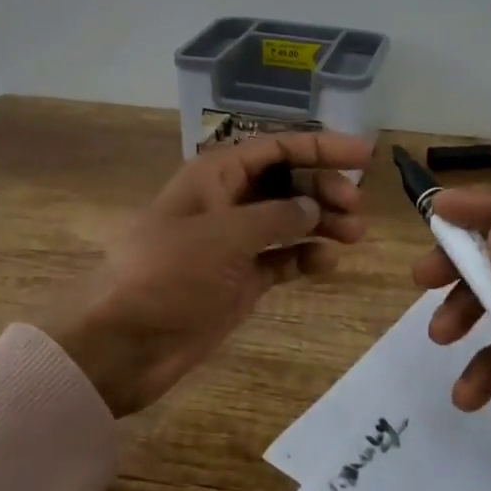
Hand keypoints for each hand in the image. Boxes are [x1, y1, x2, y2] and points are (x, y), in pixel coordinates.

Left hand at [45, 131, 371, 416]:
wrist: (126, 343)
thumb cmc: (168, 274)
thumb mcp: (223, 237)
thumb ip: (275, 217)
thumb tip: (312, 205)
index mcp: (215, 175)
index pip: (276, 147)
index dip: (320, 147)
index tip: (364, 156)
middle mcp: (227, 201)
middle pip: (286, 181)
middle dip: (323, 187)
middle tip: (355, 208)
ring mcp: (234, 241)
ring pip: (288, 219)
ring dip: (321, 222)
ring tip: (354, 235)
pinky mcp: (239, 278)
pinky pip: (281, 258)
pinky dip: (305, 257)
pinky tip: (328, 264)